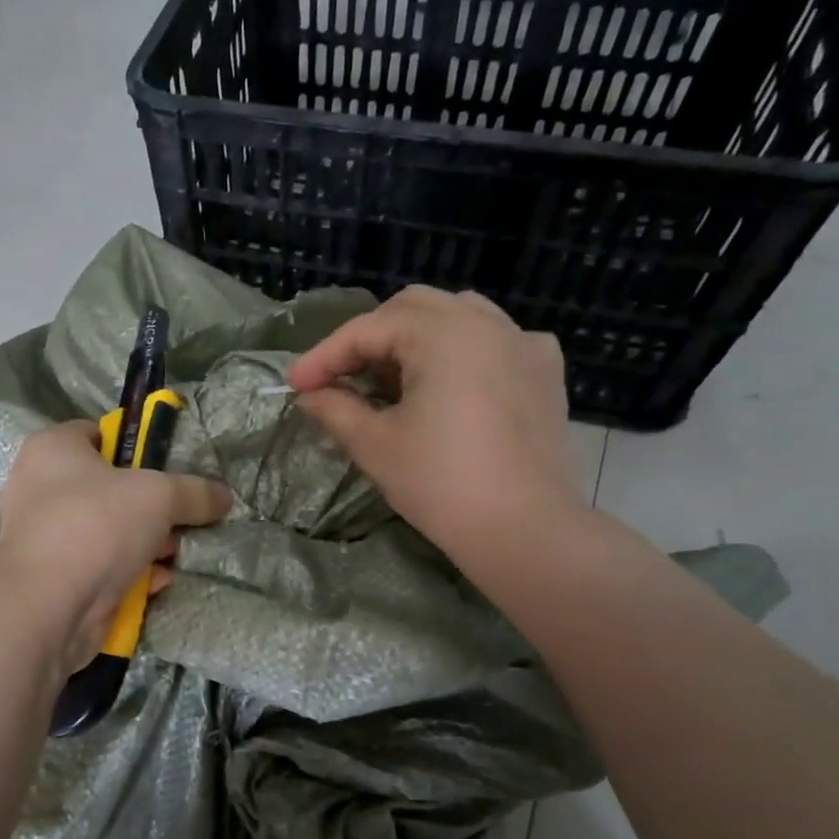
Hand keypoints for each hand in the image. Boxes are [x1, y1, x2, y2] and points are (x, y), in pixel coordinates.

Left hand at [0, 419, 230, 673]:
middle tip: (183, 516)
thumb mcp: (159, 495)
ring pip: (110, 530)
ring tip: (178, 552)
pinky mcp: (57, 577)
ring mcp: (47, 536)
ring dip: (148, 542)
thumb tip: (224, 497)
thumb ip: (195, 492)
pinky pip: (103, 566)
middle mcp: (42, 487)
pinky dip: (131, 573)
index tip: (171, 466)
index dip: (138, 445)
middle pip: (111, 487)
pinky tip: (158, 581)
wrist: (49, 607)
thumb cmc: (97, 525)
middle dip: (153, 505)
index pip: (100, 433)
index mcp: (53, 449)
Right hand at [286, 286, 590, 562]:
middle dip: (370, 338)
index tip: (294, 385)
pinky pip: (497, 340)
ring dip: (415, 338)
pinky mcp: (544, 372)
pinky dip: (464, 350)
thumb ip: (336, 408)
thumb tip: (311, 395)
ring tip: (392, 377)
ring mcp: (523, 344)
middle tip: (341, 378)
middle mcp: (486, 324)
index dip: (324, 356)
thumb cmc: (442, 484)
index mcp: (443, 334)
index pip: (368, 330)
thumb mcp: (376, 445)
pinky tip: (453, 381)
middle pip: (412, 308)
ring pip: (457, 315)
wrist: (525, 530)